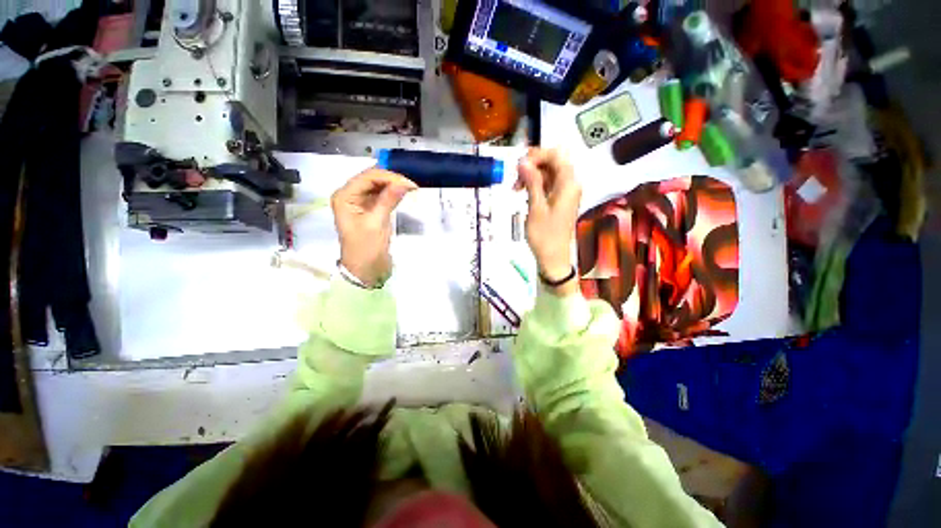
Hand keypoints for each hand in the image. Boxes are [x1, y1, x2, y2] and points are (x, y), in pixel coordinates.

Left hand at [332, 168, 417, 286]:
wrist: (365, 270)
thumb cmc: (366, 249)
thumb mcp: (376, 223)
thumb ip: (388, 200)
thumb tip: (403, 182)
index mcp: (345, 196)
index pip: (367, 177)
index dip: (389, 177)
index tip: (409, 183)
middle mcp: (350, 195)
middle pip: (372, 178)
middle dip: (392, 179)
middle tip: (412, 186)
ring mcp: (360, 202)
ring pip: (378, 185)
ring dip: (393, 185)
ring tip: (411, 188)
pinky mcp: (370, 210)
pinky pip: (382, 195)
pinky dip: (393, 193)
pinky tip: (404, 194)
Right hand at [514, 148, 581, 295]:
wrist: (553, 258)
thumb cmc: (544, 236)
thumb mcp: (535, 207)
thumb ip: (532, 182)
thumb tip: (524, 161)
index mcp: (568, 184)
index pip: (556, 155)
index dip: (537, 155)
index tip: (520, 164)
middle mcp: (570, 184)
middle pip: (553, 162)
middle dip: (533, 165)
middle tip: (516, 177)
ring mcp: (566, 193)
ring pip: (549, 173)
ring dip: (532, 176)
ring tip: (516, 188)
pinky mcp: (560, 200)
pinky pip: (548, 184)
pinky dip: (535, 185)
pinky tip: (524, 194)